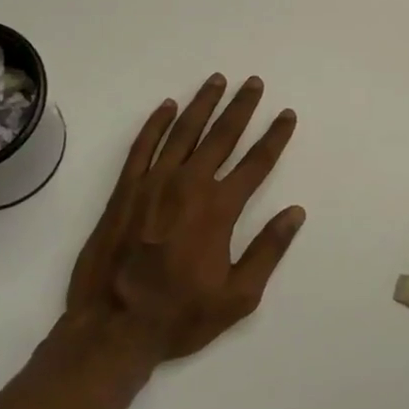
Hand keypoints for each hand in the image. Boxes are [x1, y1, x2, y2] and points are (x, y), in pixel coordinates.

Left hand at [64, 75, 303, 362]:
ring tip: (217, 80)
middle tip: (253, 82)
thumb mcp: (238, 296)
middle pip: (222, 135)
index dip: (274, 136)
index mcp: (219, 209)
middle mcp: (189, 185)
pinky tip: (167, 107)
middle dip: (241, 107)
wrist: (112, 328)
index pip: (256, 162)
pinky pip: (143, 146)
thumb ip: (268, 250)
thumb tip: (295, 213)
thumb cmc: (180, 315)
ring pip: (183, 131)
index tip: (286, 114)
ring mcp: (153, 184)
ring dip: (202, 103)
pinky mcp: (125, 190)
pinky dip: (156, 123)